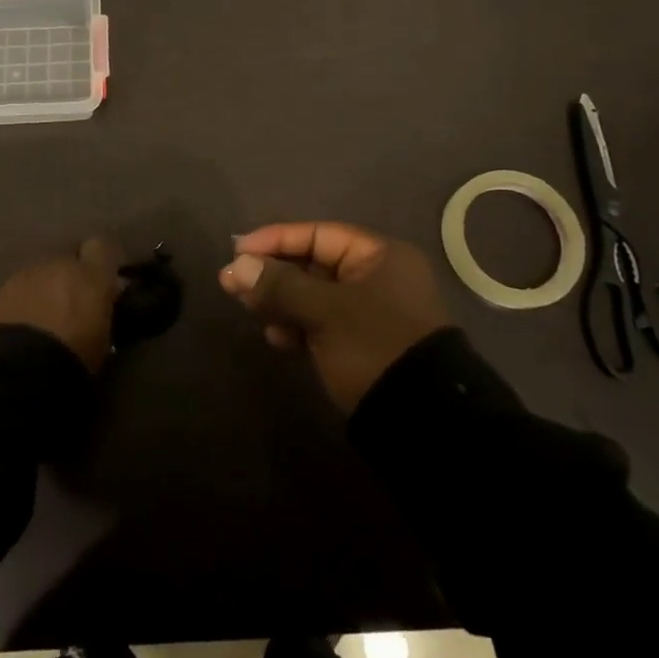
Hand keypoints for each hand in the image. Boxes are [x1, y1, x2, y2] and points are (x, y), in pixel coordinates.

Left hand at [0, 237, 124, 372]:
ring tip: (44, 320)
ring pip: (42, 273)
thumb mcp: (104, 339)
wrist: (20, 372)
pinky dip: (23, 302)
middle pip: (68, 260)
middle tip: (72, 307)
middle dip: (71, 278)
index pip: (103, 247)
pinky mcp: (0, 291)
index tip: (104, 283)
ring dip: (45, 289)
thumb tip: (105, 299)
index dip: (102, 263)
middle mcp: (59, 264)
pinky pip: (19, 289)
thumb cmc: (74, 359)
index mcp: (91, 274)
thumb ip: (104, 310)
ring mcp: (26, 275)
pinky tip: (22, 327)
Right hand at [220, 222, 452, 412]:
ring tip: (250, 309)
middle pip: (314, 264)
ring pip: (314, 295)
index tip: (238, 251)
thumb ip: (280, 285)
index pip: (318, 234)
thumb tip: (236, 267)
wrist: (424, 423)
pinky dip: (298, 325)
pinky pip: (322, 323)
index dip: (276, 239)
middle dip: (273, 273)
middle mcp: (377, 278)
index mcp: (380, 256)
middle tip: (234, 283)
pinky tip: (276, 337)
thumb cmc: (375, 347)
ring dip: (281, 300)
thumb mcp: (325, 312)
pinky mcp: (362, 344)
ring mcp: (371, 313)